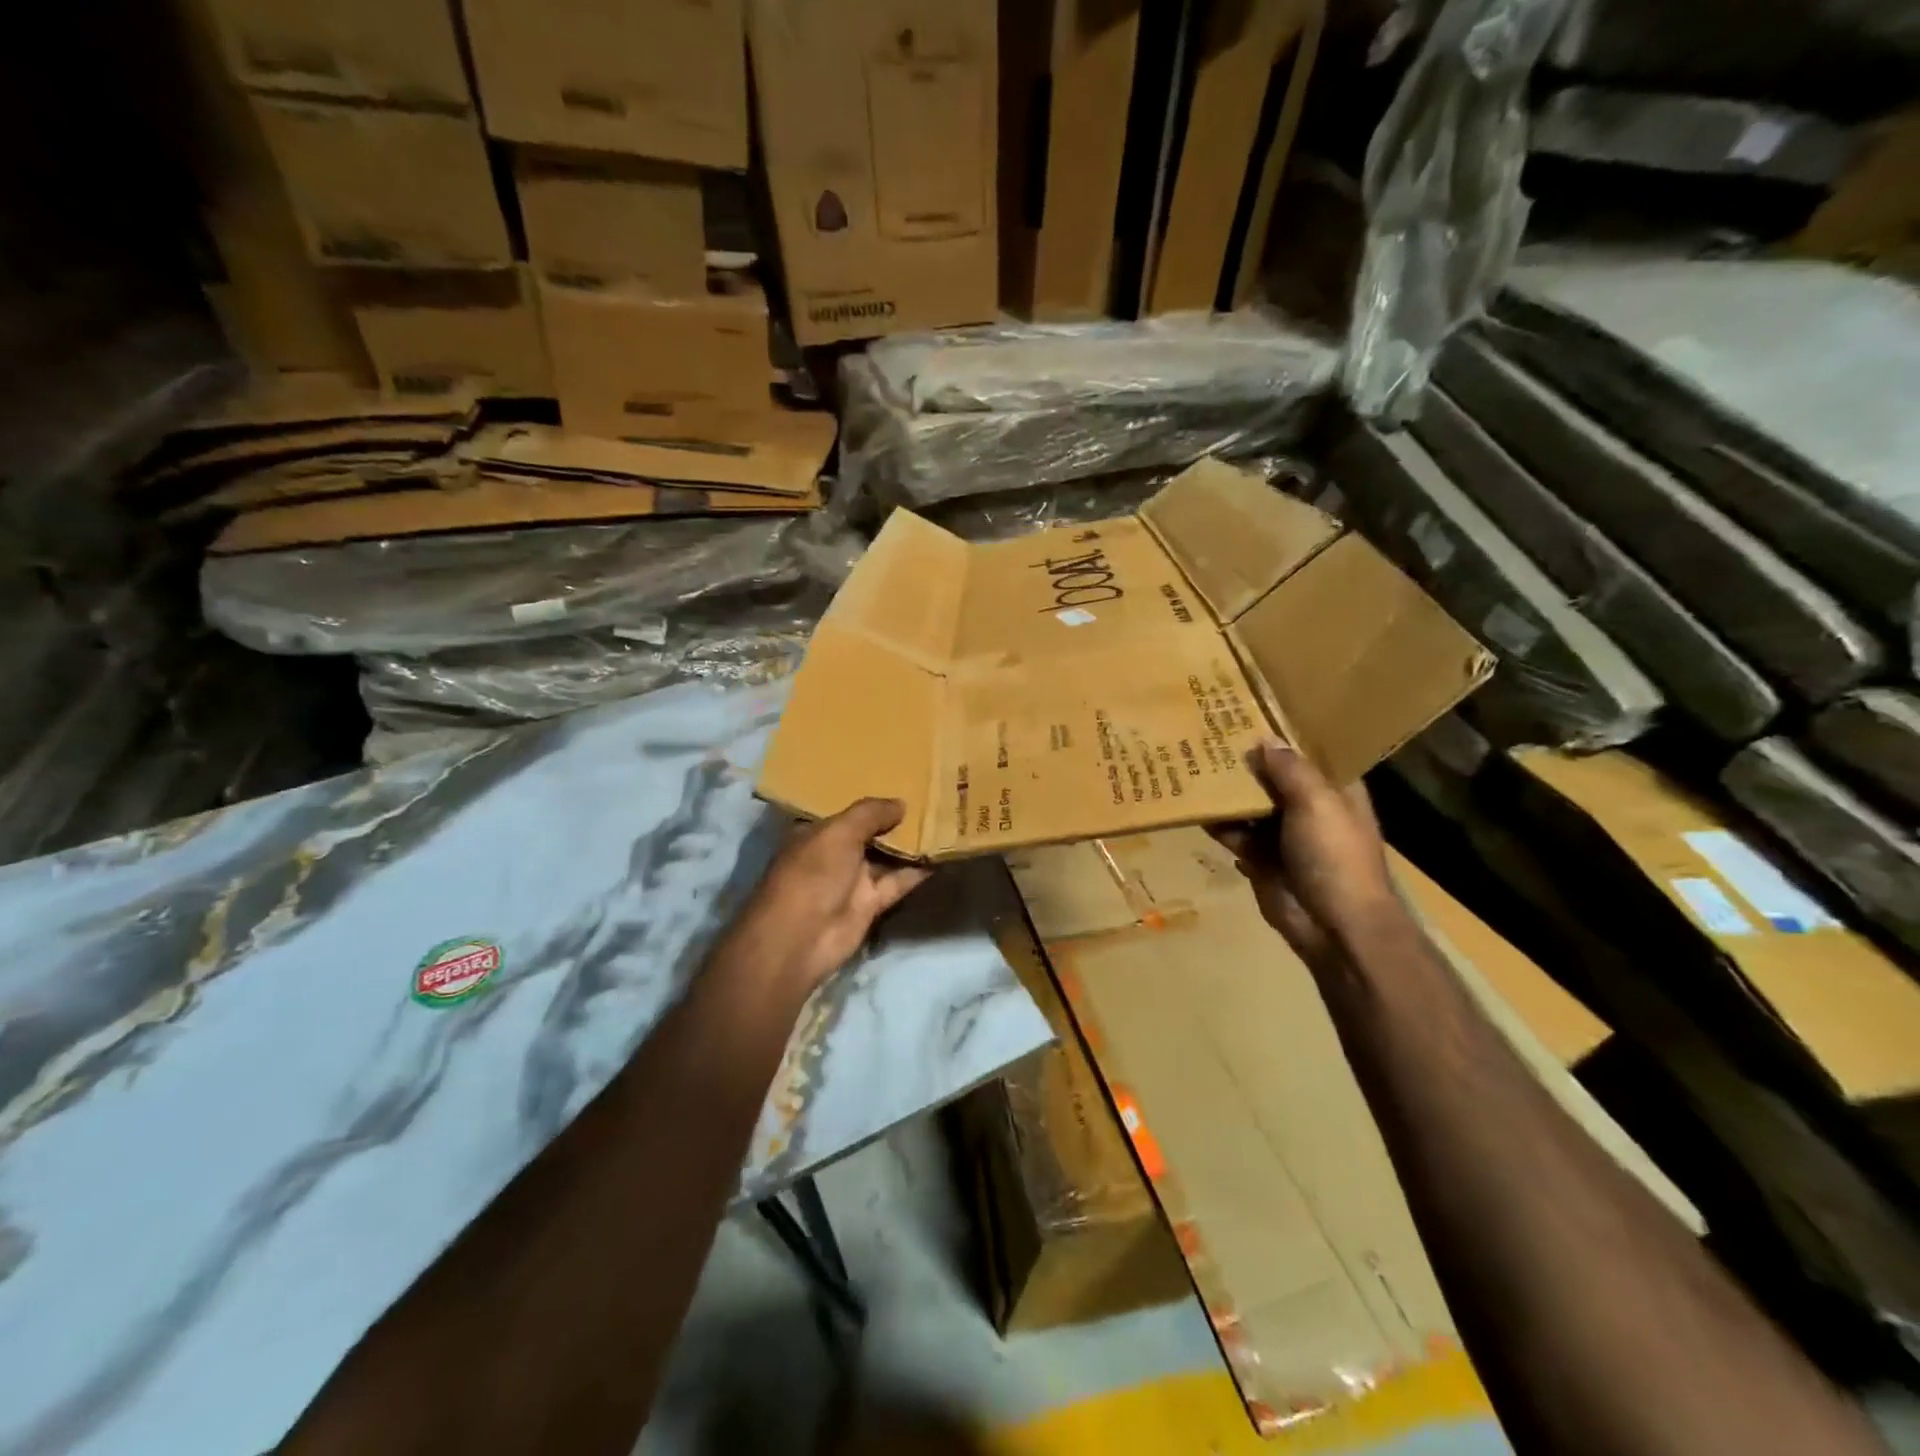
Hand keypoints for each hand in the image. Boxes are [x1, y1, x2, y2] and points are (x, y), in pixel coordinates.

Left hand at [726, 798, 931, 994]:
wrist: (801, 938)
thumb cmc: (813, 873)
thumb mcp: (839, 832)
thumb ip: (871, 813)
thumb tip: (901, 803)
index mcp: (816, 832)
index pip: (848, 811)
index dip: (872, 799)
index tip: (902, 781)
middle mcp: (834, 854)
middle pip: (870, 833)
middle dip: (896, 820)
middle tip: (932, 797)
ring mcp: (852, 880)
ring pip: (887, 857)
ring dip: (911, 844)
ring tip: (944, 820)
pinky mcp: (870, 904)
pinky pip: (898, 882)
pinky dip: (917, 870)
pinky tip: (940, 853)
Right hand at [1210, 739, 1403, 970]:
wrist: (1334, 927)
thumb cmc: (1335, 857)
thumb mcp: (1317, 803)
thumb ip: (1290, 769)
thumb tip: (1264, 739)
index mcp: (1334, 789)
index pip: (1308, 751)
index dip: (1283, 732)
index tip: (1251, 708)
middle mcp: (1308, 806)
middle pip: (1273, 775)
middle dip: (1246, 758)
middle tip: (1208, 729)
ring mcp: (1282, 833)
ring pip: (1249, 802)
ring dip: (1226, 789)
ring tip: (1191, 759)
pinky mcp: (1259, 857)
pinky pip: (1233, 831)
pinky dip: (1215, 820)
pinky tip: (1191, 802)